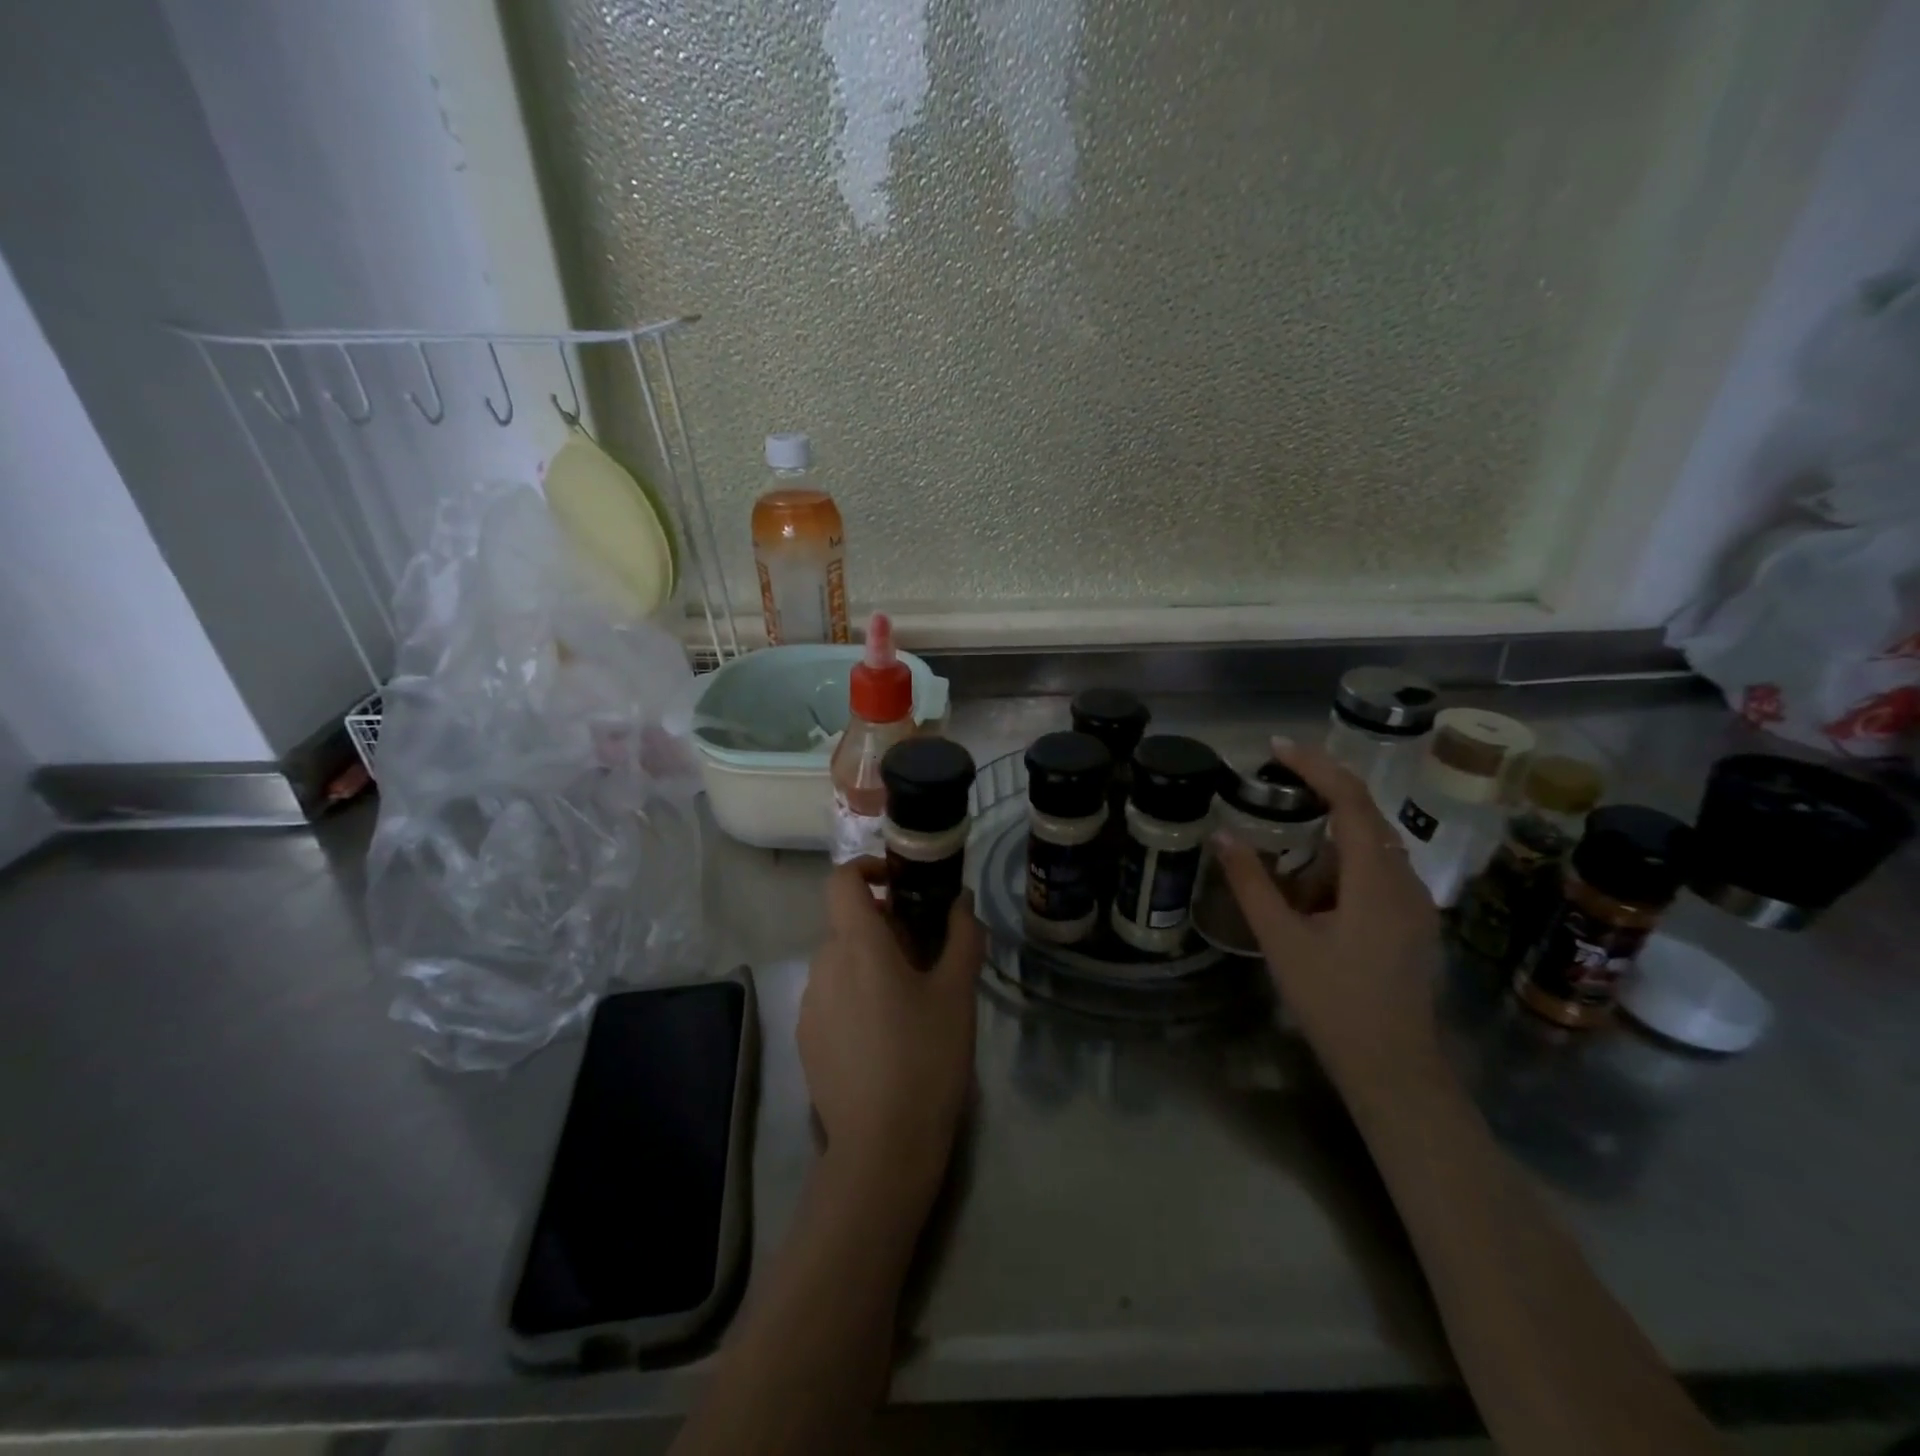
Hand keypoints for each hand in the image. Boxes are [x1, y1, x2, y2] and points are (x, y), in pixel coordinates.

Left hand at [799, 863, 983, 1210]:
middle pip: (847, 923)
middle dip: (884, 926)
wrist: (881, 1147)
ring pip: (840, 960)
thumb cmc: (926, 1058)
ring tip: (908, 1000)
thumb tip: (962, 902)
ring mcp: (810, 1004)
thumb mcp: (957, 994)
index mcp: (858, 945)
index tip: (899, 884)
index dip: (867, 868)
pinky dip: (856, 994)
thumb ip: (962, 937)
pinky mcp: (806, 1037)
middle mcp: (824, 964)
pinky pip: (831, 995)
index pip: (842, 880)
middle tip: (925, 955)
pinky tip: (884, 1036)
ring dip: (870, 961)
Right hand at [1213, 738, 1444, 1099]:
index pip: (1351, 801)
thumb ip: (1252, 884)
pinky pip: (1375, 871)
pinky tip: (1310, 887)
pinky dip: (1340, 861)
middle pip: (1365, 815)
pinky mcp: (1411, 922)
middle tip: (1273, 783)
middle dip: (1321, 791)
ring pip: (1371, 845)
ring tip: (1283, 838)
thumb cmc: (1334, 1004)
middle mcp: (1405, 882)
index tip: (1276, 747)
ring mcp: (1414, 904)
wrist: (1393, 1069)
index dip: (1316, 766)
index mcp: (1376, 881)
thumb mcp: (1282, 942)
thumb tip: (1223, 835)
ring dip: (1328, 831)